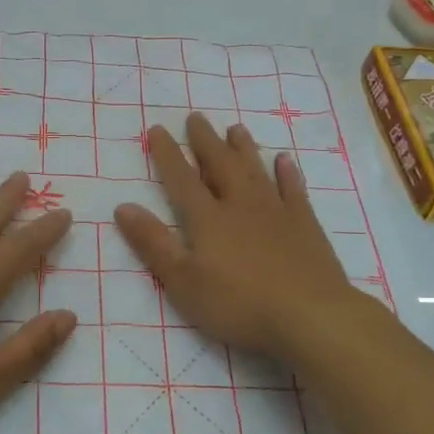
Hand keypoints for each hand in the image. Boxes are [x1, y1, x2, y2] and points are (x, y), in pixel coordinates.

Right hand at [114, 115, 358, 358]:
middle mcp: (241, 205)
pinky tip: (284, 161)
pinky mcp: (305, 226)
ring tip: (235, 129)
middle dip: (205, 141)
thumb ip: (154, 243)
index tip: (157, 129)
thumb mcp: (183, 282)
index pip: (182, 179)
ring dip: (243, 149)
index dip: (167, 154)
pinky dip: (287, 173)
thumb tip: (123, 207)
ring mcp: (277, 212)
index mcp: (208, 219)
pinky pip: (293, 190)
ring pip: (256, 170)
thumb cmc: (239, 304)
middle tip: (196, 117)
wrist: (310, 315)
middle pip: (220, 165)